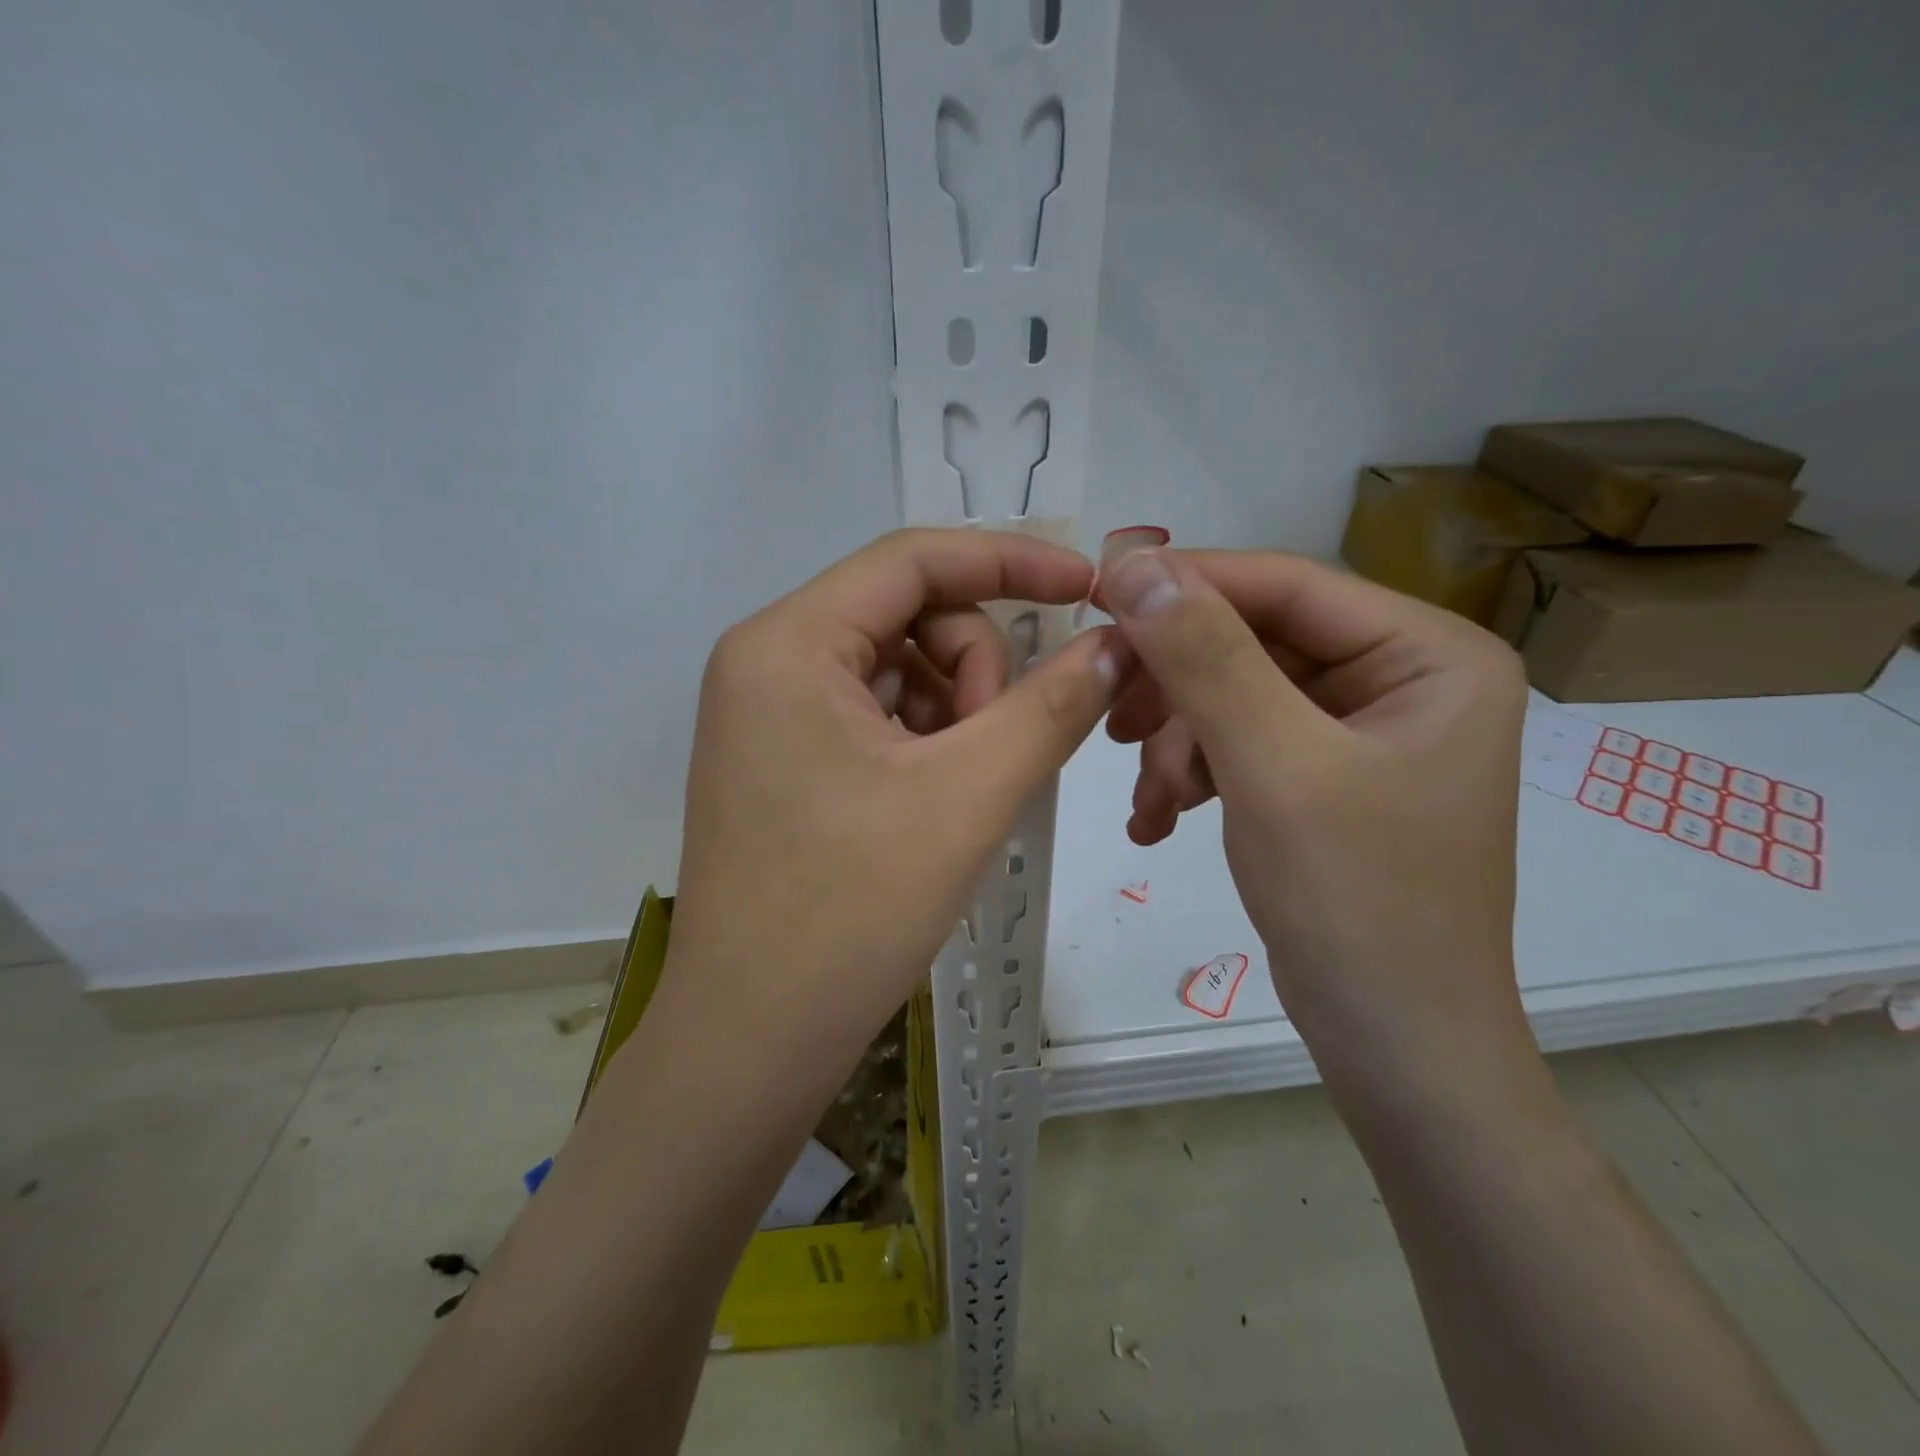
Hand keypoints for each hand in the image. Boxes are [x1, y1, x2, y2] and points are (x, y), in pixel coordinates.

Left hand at [656, 528, 1124, 1073]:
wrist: (753, 1039)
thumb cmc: (851, 911)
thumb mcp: (968, 796)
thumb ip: (1052, 707)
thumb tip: (1117, 644)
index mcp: (788, 643)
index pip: (913, 558)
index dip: (1010, 560)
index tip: (1085, 588)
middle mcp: (765, 660)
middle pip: (907, 612)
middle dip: (976, 664)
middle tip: (999, 747)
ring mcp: (767, 713)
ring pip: (897, 666)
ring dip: (957, 707)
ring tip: (968, 785)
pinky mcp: (779, 758)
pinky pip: (874, 713)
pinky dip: (926, 737)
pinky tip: (939, 796)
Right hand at [1101, 547, 1534, 1106]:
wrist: (1394, 1047)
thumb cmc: (1358, 904)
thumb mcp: (1275, 768)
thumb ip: (1206, 658)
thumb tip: (1137, 562)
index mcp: (1429, 655)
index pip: (1287, 586)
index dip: (1188, 583)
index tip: (1095, 593)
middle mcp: (1401, 678)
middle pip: (1255, 642)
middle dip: (1178, 688)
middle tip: (1113, 723)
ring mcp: (1360, 730)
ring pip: (1234, 695)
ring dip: (1177, 743)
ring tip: (1148, 801)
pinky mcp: (1322, 775)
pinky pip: (1239, 743)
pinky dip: (1191, 774)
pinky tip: (1158, 822)